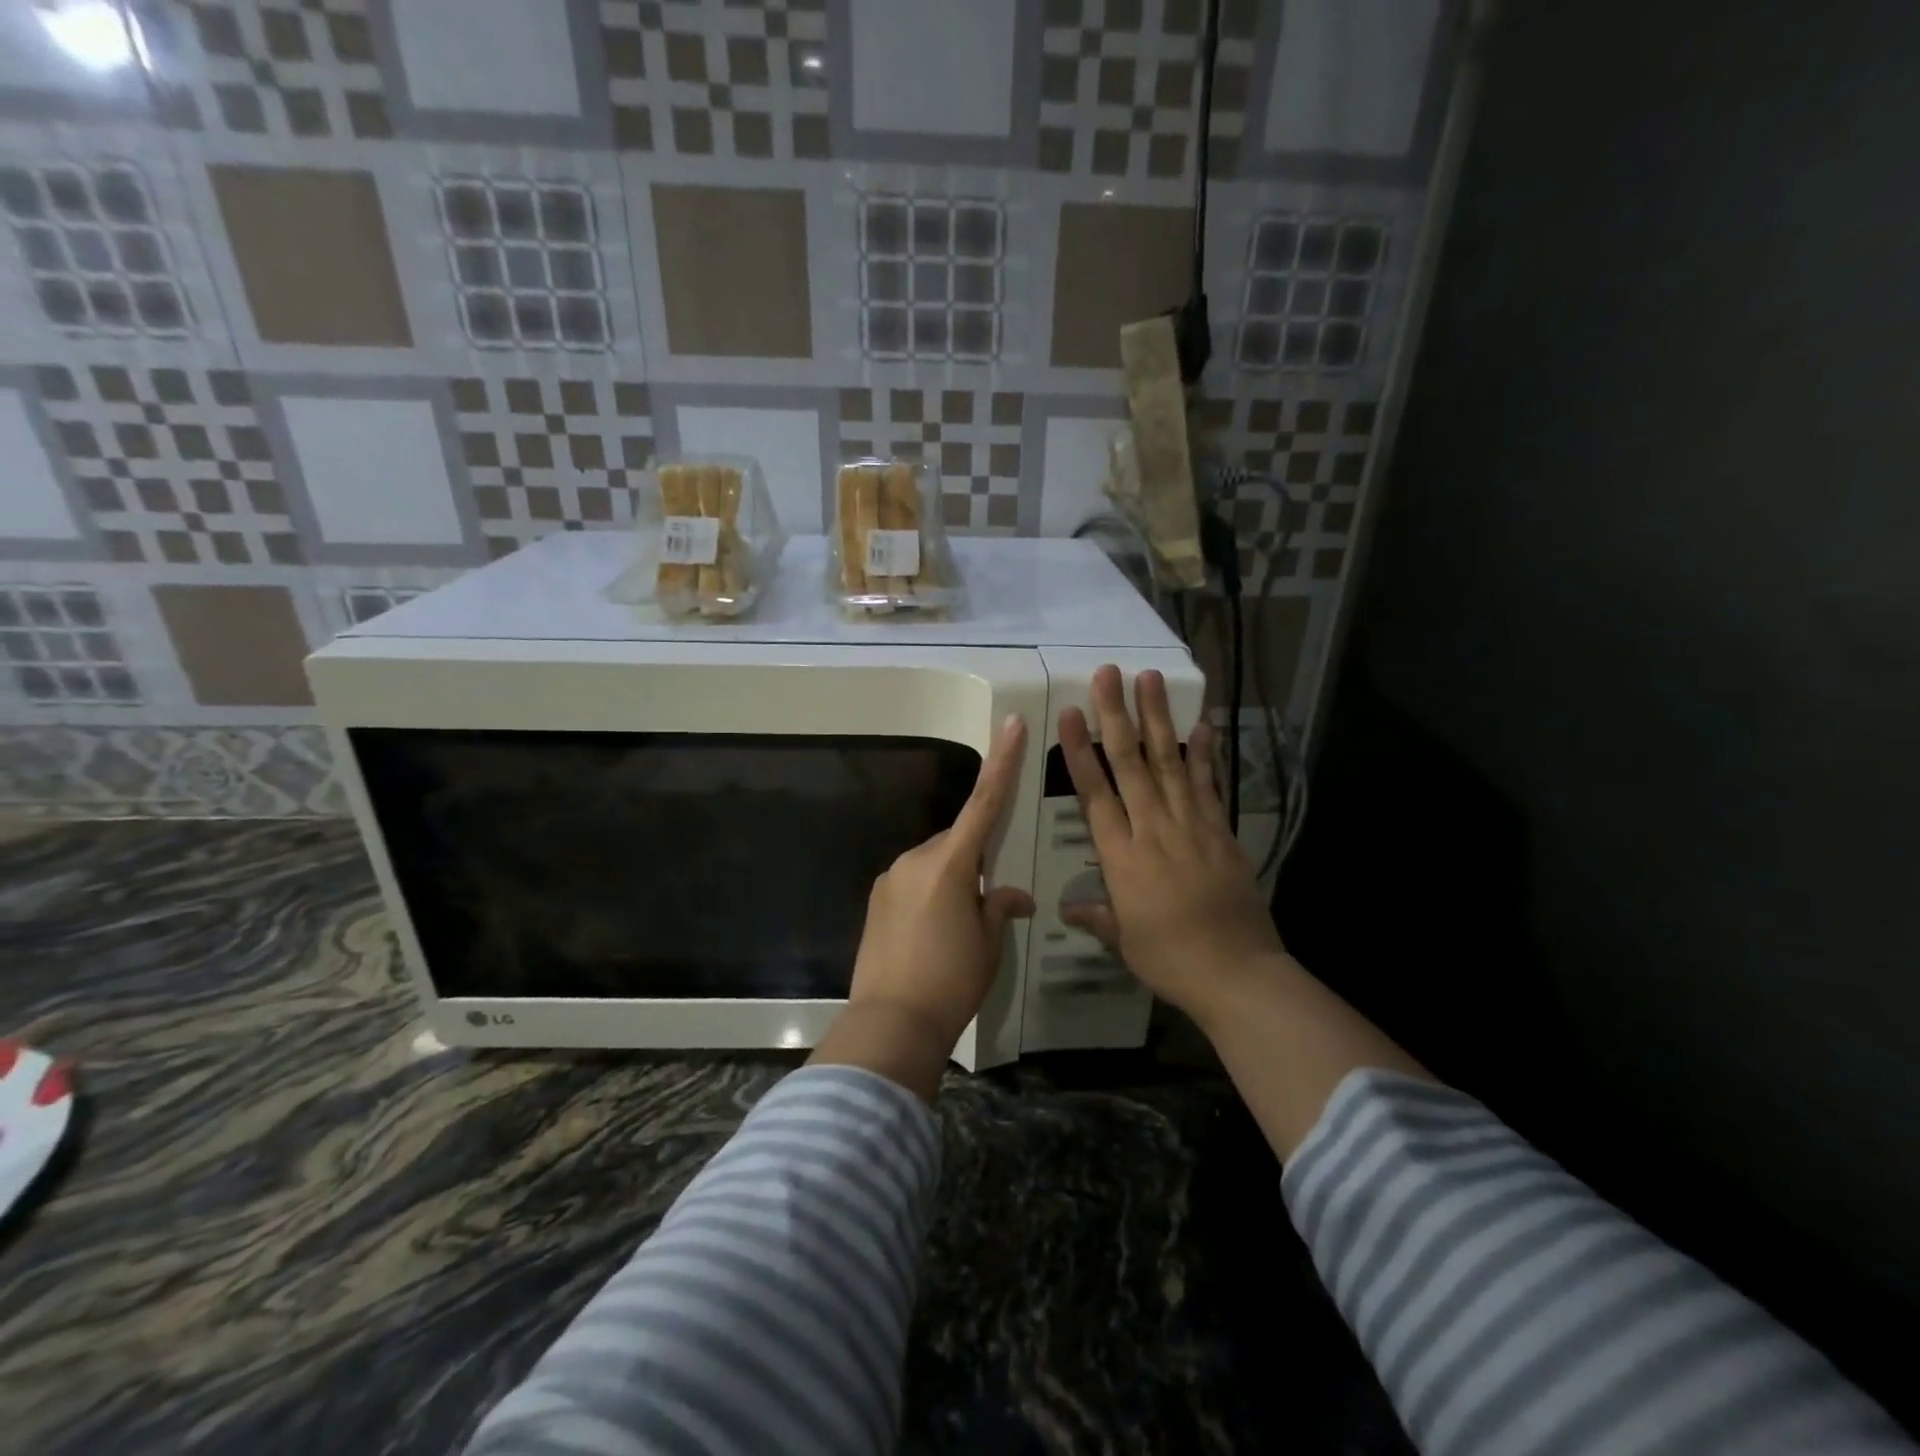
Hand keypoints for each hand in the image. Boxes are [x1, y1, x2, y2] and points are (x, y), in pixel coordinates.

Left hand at [813, 715, 1035, 1097]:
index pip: (984, 803)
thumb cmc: (951, 980)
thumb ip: (999, 908)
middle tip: (989, 901)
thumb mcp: (988, 944)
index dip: (1001, 762)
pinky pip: (913, 883)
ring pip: (934, 864)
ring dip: (951, 881)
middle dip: (974, 861)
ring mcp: (891, 878)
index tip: (1010, 724)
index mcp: (950, 863)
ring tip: (958, 929)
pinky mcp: (876, 900)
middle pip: (956, 842)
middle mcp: (916, 859)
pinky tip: (932, 935)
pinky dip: (930, 895)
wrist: (891, 1021)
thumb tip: (1014, 896)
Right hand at [1058, 665, 1286, 1026]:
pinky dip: (1205, 753)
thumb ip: (1097, 916)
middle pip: (1130, 764)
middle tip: (1108, 673)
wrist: (1238, 973)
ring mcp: (1192, 826)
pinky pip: (1209, 784)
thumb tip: (1066, 908)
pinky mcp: (1221, 831)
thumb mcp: (1124, 941)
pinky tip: (1203, 723)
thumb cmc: (1171, 959)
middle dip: (1117, 716)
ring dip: (1158, 719)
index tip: (1070, 714)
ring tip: (1149, 679)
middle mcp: (1154, 830)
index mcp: (1122, 857)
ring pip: (1170, 762)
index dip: (1081, 752)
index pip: (1095, 795)